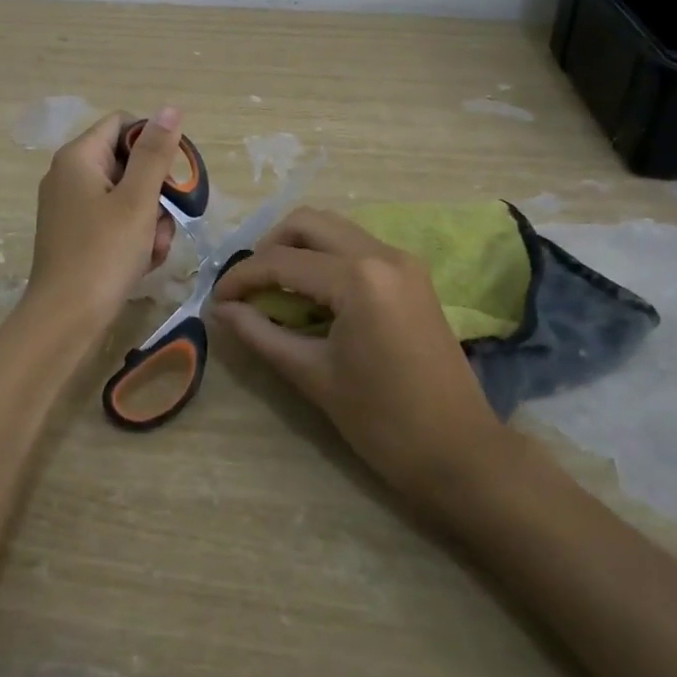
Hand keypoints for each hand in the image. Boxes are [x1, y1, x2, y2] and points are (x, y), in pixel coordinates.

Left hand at [24, 107, 180, 332]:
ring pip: (125, 196)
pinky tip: (143, 261)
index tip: (174, 175)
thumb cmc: (103, 253)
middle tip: (167, 220)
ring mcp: (69, 207)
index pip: (124, 125)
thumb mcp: (137, 200)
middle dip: (155, 191)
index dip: (154, 143)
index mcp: (78, 157)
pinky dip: (133, 237)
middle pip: (127, 162)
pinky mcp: (74, 235)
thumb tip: (169, 108)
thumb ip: (155, 153)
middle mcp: (69, 175)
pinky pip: (113, 221)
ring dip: (149, 220)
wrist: (65, 319)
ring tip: (154, 248)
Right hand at [211, 207, 507, 503]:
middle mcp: (382, 253)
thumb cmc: (382, 422)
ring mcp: (403, 261)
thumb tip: (221, 310)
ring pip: (334, 228)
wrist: (460, 453)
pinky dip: (326, 258)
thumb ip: (261, 334)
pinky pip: (357, 246)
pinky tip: (310, 293)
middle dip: (269, 248)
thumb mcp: (312, 375)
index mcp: (358, 278)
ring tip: (274, 288)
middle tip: (248, 287)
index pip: (282, 262)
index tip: (215, 300)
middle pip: (308, 223)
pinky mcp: (413, 276)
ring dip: (298, 248)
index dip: (241, 278)